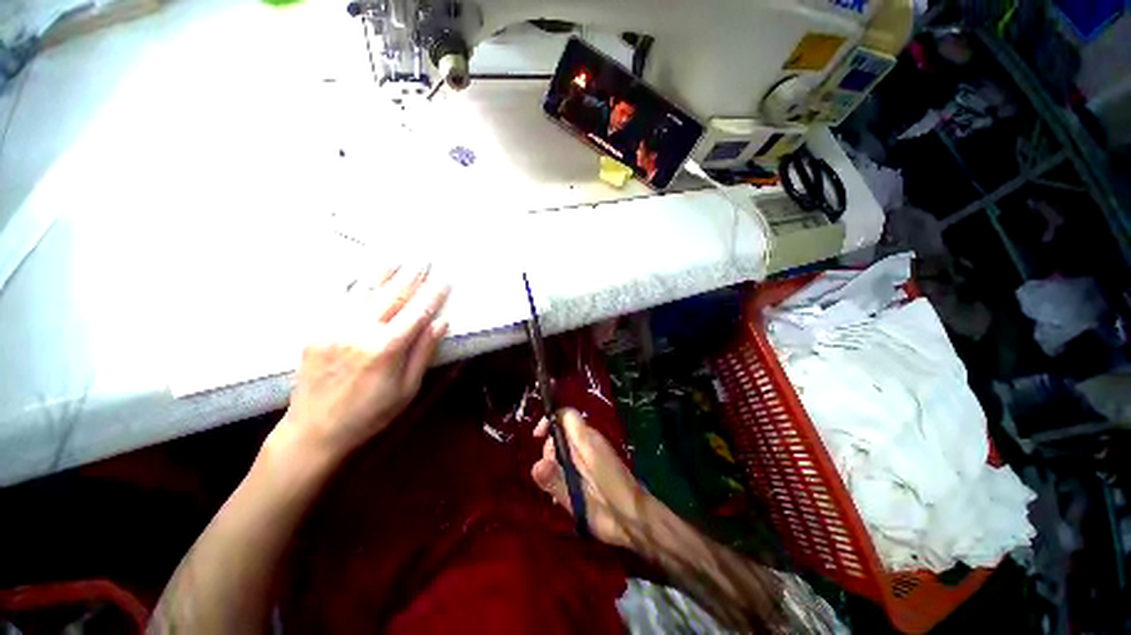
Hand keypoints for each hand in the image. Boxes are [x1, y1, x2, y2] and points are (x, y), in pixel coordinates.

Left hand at [275, 264, 449, 459]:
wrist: (314, 429)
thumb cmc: (371, 413)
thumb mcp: (407, 388)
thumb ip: (423, 352)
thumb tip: (441, 322)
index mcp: (386, 348)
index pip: (417, 312)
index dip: (433, 295)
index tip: (445, 280)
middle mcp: (359, 331)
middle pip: (391, 296)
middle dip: (410, 276)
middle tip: (424, 259)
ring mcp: (334, 327)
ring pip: (364, 291)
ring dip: (383, 272)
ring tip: (397, 256)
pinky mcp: (316, 330)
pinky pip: (338, 300)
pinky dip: (354, 283)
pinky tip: (363, 273)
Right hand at [531, 409, 648, 547]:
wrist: (637, 521)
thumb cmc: (608, 508)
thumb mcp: (577, 498)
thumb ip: (556, 481)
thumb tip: (536, 465)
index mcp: (587, 441)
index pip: (566, 415)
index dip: (549, 420)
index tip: (536, 437)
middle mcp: (591, 441)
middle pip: (563, 431)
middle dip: (551, 449)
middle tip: (549, 474)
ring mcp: (595, 452)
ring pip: (568, 446)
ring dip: (557, 463)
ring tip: (557, 490)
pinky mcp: (598, 465)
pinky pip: (576, 458)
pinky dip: (566, 469)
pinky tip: (565, 492)